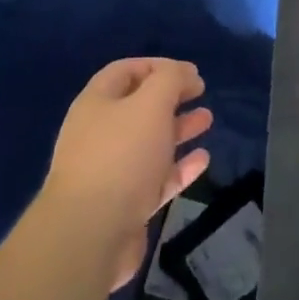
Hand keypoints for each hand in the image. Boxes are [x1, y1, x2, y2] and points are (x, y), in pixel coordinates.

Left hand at [44, 57, 213, 289]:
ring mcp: (111, 171)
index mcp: (96, 103)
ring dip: (178, 128)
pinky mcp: (126, 204)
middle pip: (138, 107)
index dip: (157, 66)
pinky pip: (157, 178)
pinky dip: (180, 167)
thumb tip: (185, 72)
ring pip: (150, 142)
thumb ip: (170, 80)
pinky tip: (203, 160)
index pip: (125, 71)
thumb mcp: (150, 104)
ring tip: (207, 119)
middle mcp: (99, 133)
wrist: (91, 234)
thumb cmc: (121, 156)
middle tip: (201, 92)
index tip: (190, 72)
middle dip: (171, 97)